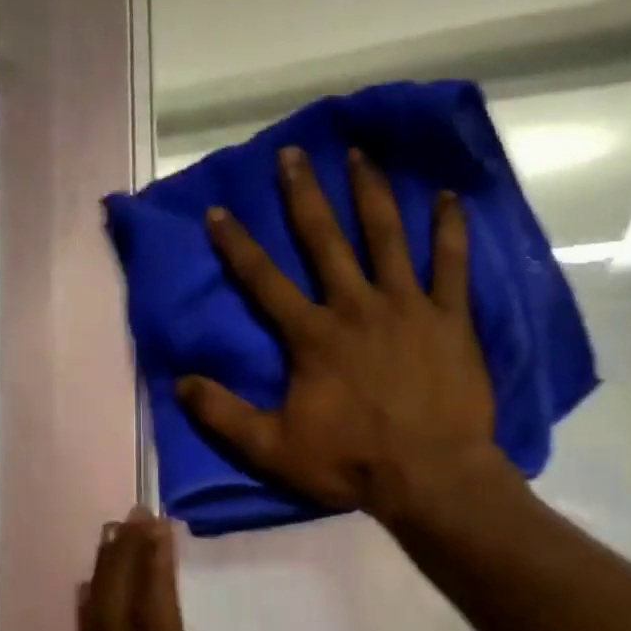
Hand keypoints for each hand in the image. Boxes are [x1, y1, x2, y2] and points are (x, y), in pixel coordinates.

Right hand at [177, 146, 499, 519]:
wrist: (430, 476)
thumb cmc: (351, 463)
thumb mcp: (274, 449)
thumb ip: (224, 416)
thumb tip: (179, 383)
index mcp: (312, 336)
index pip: (264, 281)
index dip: (237, 245)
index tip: (218, 210)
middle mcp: (355, 306)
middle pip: (324, 240)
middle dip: (304, 195)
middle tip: (293, 153)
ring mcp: (406, 306)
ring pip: (386, 236)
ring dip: (371, 193)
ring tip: (360, 155)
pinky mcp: (450, 318)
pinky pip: (451, 263)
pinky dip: (449, 228)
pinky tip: (449, 196)